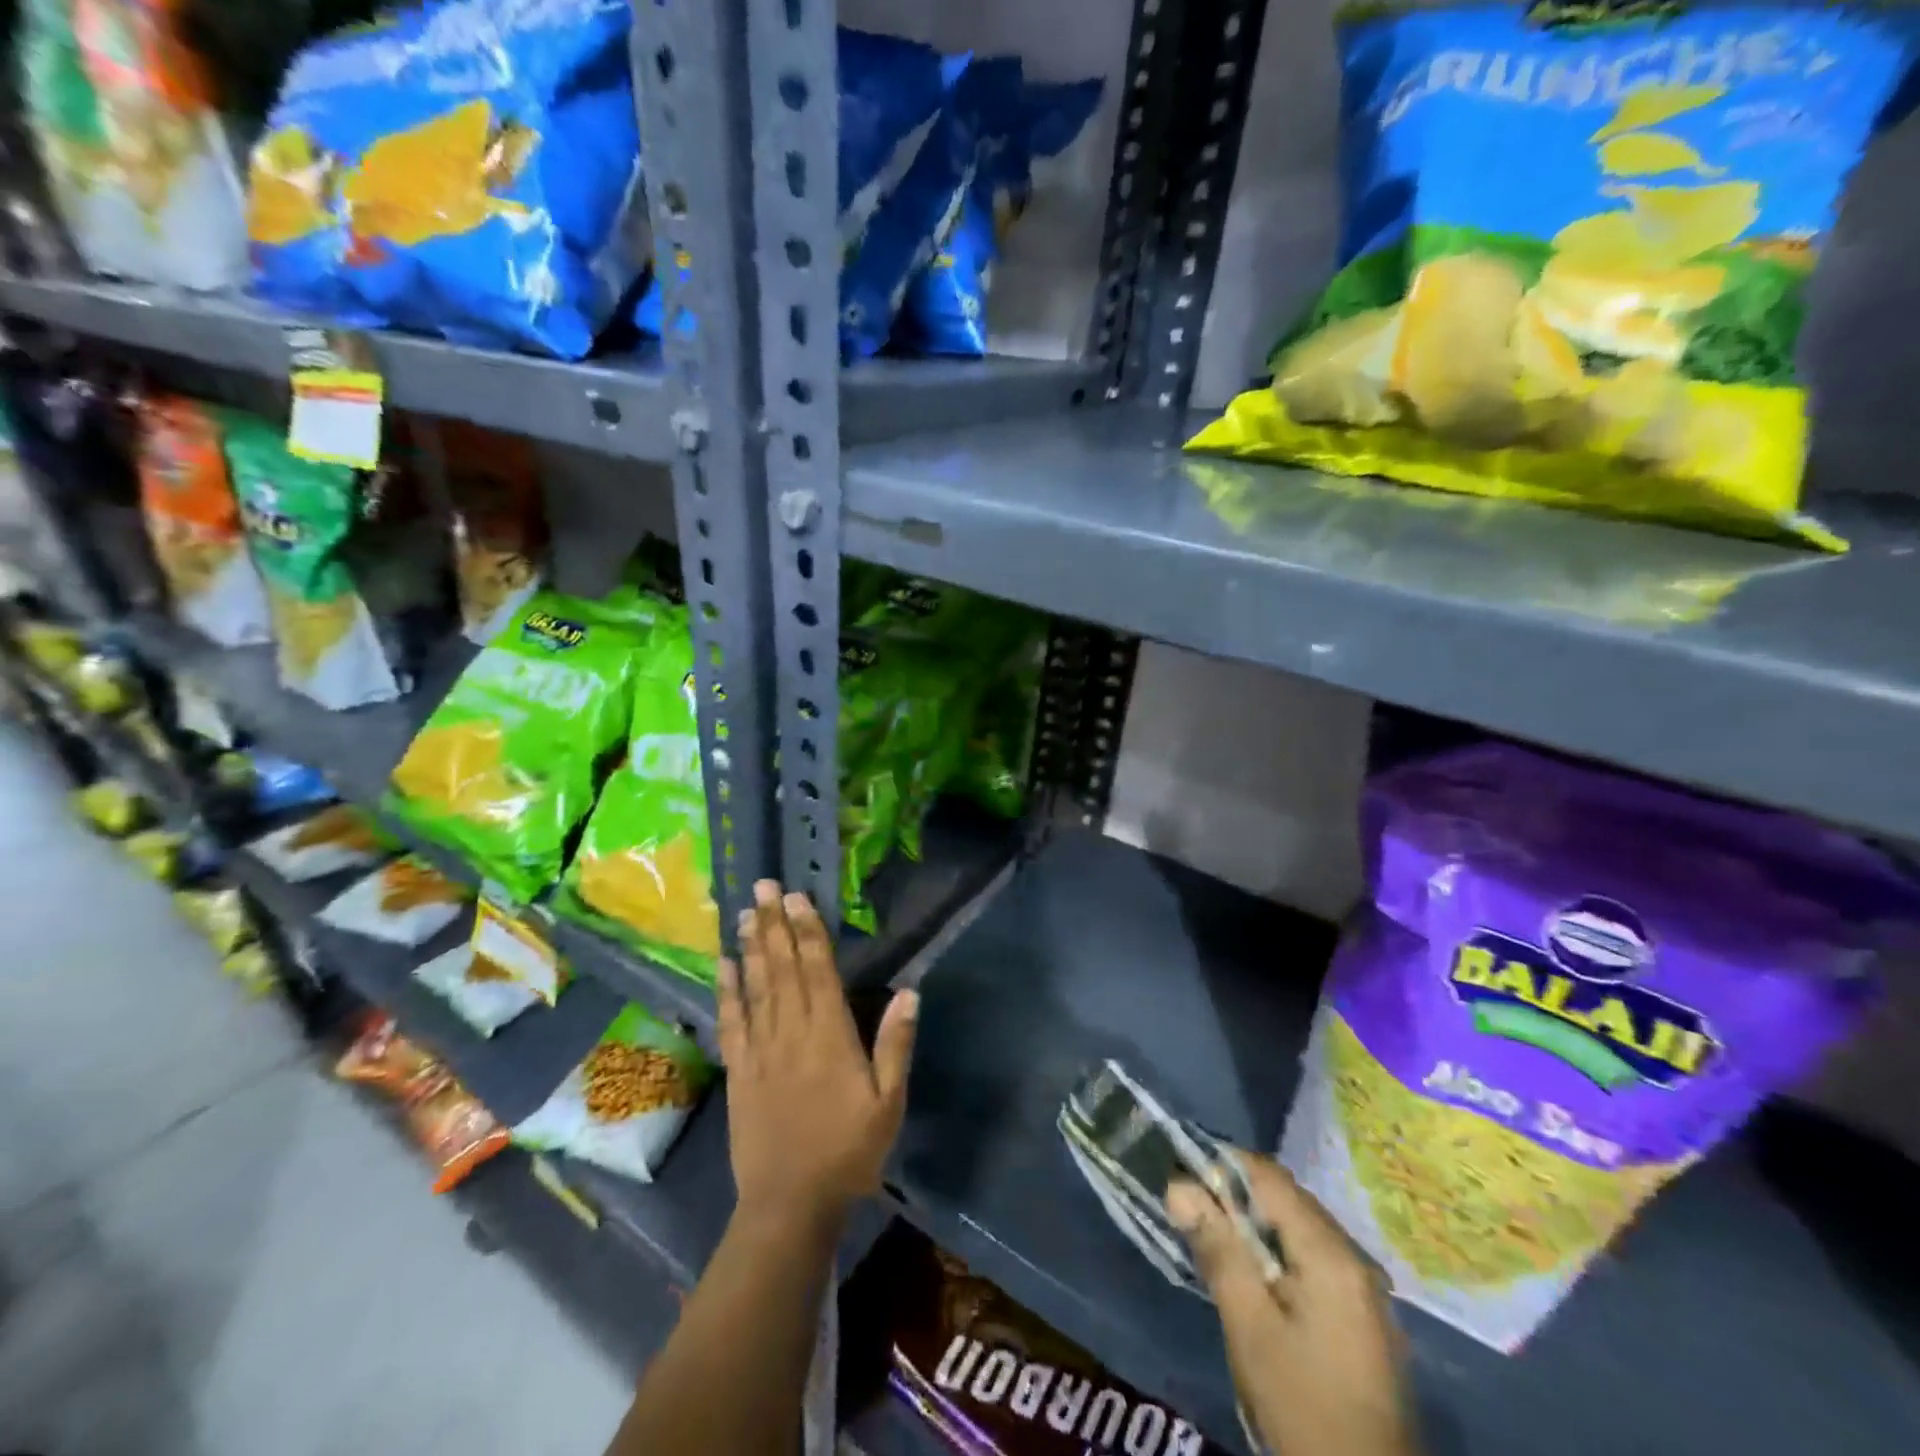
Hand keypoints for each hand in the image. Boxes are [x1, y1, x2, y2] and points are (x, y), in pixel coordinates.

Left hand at [717, 880, 918, 1235]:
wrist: (790, 1204)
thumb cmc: (848, 1151)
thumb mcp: (888, 1103)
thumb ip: (896, 1045)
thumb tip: (909, 992)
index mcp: (830, 1035)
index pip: (818, 970)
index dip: (807, 930)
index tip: (797, 896)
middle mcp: (792, 1032)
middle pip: (782, 968)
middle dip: (774, 924)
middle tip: (763, 886)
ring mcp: (760, 1050)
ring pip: (755, 986)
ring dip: (751, 946)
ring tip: (745, 912)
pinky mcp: (739, 1071)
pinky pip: (731, 1022)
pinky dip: (726, 990)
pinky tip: (722, 965)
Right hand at [1169, 1153, 1415, 1455]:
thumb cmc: (1302, 1404)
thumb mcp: (1249, 1326)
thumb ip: (1217, 1249)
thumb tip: (1178, 1186)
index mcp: (1330, 1252)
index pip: (1269, 1176)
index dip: (1223, 1167)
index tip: (1184, 1178)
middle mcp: (1354, 1257)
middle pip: (1287, 1198)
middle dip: (1237, 1196)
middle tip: (1193, 1213)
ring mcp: (1365, 1288)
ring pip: (1300, 1227)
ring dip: (1256, 1225)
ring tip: (1217, 1244)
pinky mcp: (1364, 1316)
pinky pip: (1314, 1257)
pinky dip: (1279, 1252)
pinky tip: (1256, 1280)